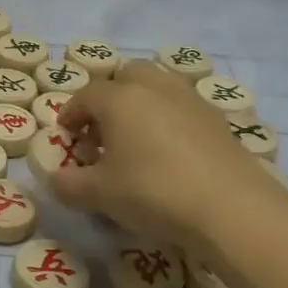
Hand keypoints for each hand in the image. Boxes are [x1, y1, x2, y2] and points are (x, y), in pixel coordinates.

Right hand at [54, 60, 287, 247]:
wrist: (233, 210)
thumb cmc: (153, 192)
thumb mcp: (100, 194)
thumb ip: (70, 185)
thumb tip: (55, 181)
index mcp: (119, 98)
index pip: (85, 96)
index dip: (71, 115)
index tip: (67, 135)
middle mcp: (155, 89)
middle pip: (127, 76)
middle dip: (111, 96)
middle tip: (104, 129)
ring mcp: (192, 102)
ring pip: (160, 87)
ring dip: (143, 104)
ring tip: (138, 139)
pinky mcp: (220, 123)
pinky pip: (185, 110)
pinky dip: (171, 122)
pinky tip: (171, 155)